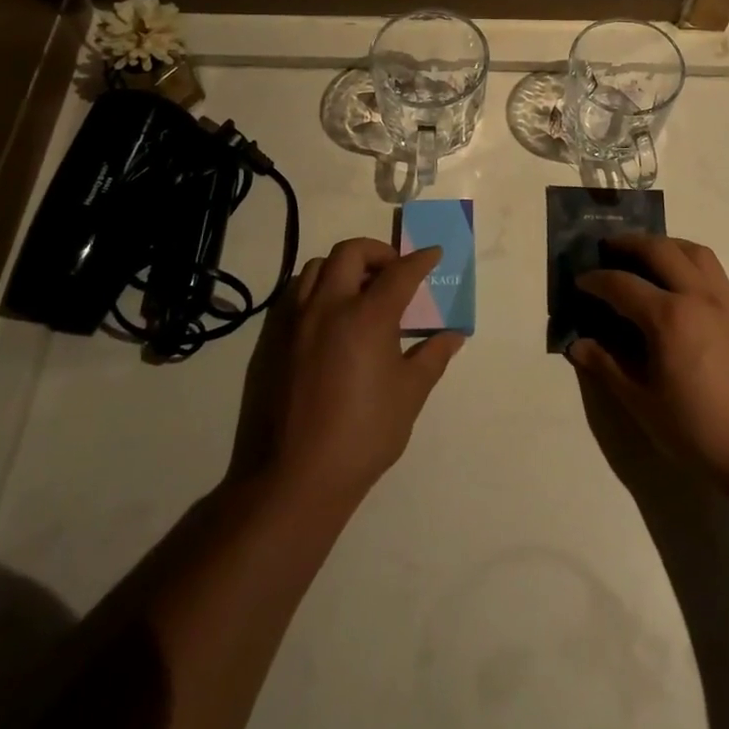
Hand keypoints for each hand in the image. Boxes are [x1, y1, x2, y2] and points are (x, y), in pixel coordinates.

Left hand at [231, 237, 463, 508]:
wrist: (297, 476)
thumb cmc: (364, 434)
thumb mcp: (410, 394)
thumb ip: (432, 356)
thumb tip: (453, 336)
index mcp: (368, 316)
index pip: (400, 272)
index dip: (421, 260)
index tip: (433, 254)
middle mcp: (329, 307)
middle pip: (351, 252)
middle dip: (377, 251)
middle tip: (394, 270)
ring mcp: (296, 321)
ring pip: (317, 267)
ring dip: (343, 267)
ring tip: (360, 289)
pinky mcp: (274, 340)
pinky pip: (296, 294)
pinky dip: (318, 289)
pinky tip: (331, 316)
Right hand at [569, 235, 728, 488]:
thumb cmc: (695, 430)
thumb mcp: (641, 403)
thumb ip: (607, 367)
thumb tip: (577, 345)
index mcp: (668, 317)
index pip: (622, 284)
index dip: (595, 280)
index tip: (579, 281)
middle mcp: (697, 296)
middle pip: (659, 250)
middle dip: (629, 243)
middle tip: (608, 248)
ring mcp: (725, 300)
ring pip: (693, 251)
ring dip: (665, 244)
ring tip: (646, 254)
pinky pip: (714, 269)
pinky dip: (690, 261)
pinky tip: (681, 281)